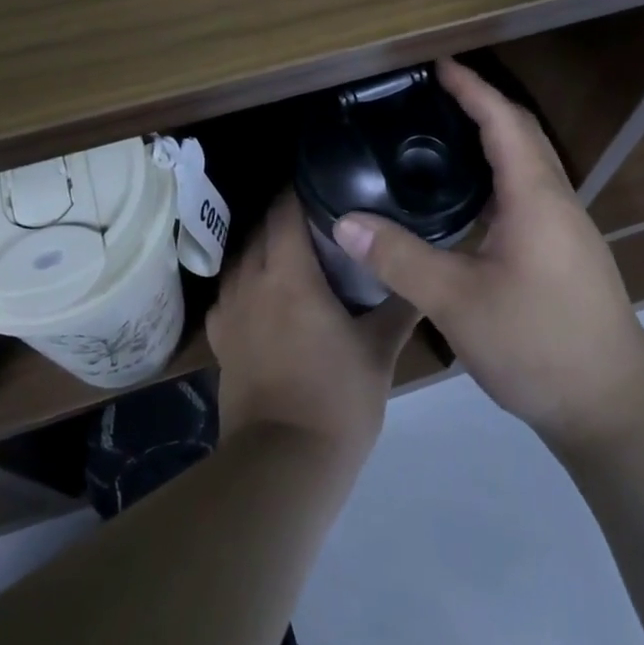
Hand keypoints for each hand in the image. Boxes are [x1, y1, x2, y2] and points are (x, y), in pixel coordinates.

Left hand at [206, 192, 421, 472]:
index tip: (323, 180)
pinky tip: (264, 292)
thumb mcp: (379, 350)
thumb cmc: (337, 398)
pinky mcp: (221, 341)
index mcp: (288, 274)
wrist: (283, 465)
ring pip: (241, 258)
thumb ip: (400, 305)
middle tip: (319, 212)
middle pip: (261, 229)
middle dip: (284, 214)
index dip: (300, 189)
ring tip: (293, 247)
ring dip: (263, 245)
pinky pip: (228, 293)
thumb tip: (422, 272)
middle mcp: (251, 282)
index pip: (284, 210)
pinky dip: (246, 280)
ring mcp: (229, 312)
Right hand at [330, 58, 643, 449]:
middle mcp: (556, 200)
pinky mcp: (564, 251)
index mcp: (535, 196)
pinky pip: (528, 190)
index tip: (436, 63)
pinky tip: (467, 197)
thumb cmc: (538, 343)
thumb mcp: (458, 302)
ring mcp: (566, 227)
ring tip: (442, 133)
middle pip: (520, 132)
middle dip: (480, 103)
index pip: (502, 120)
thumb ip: (400, 258)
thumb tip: (344, 221)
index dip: (470, 87)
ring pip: (528, 162)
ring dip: (491, 137)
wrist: (612, 406)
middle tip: (432, 92)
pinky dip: (497, 172)